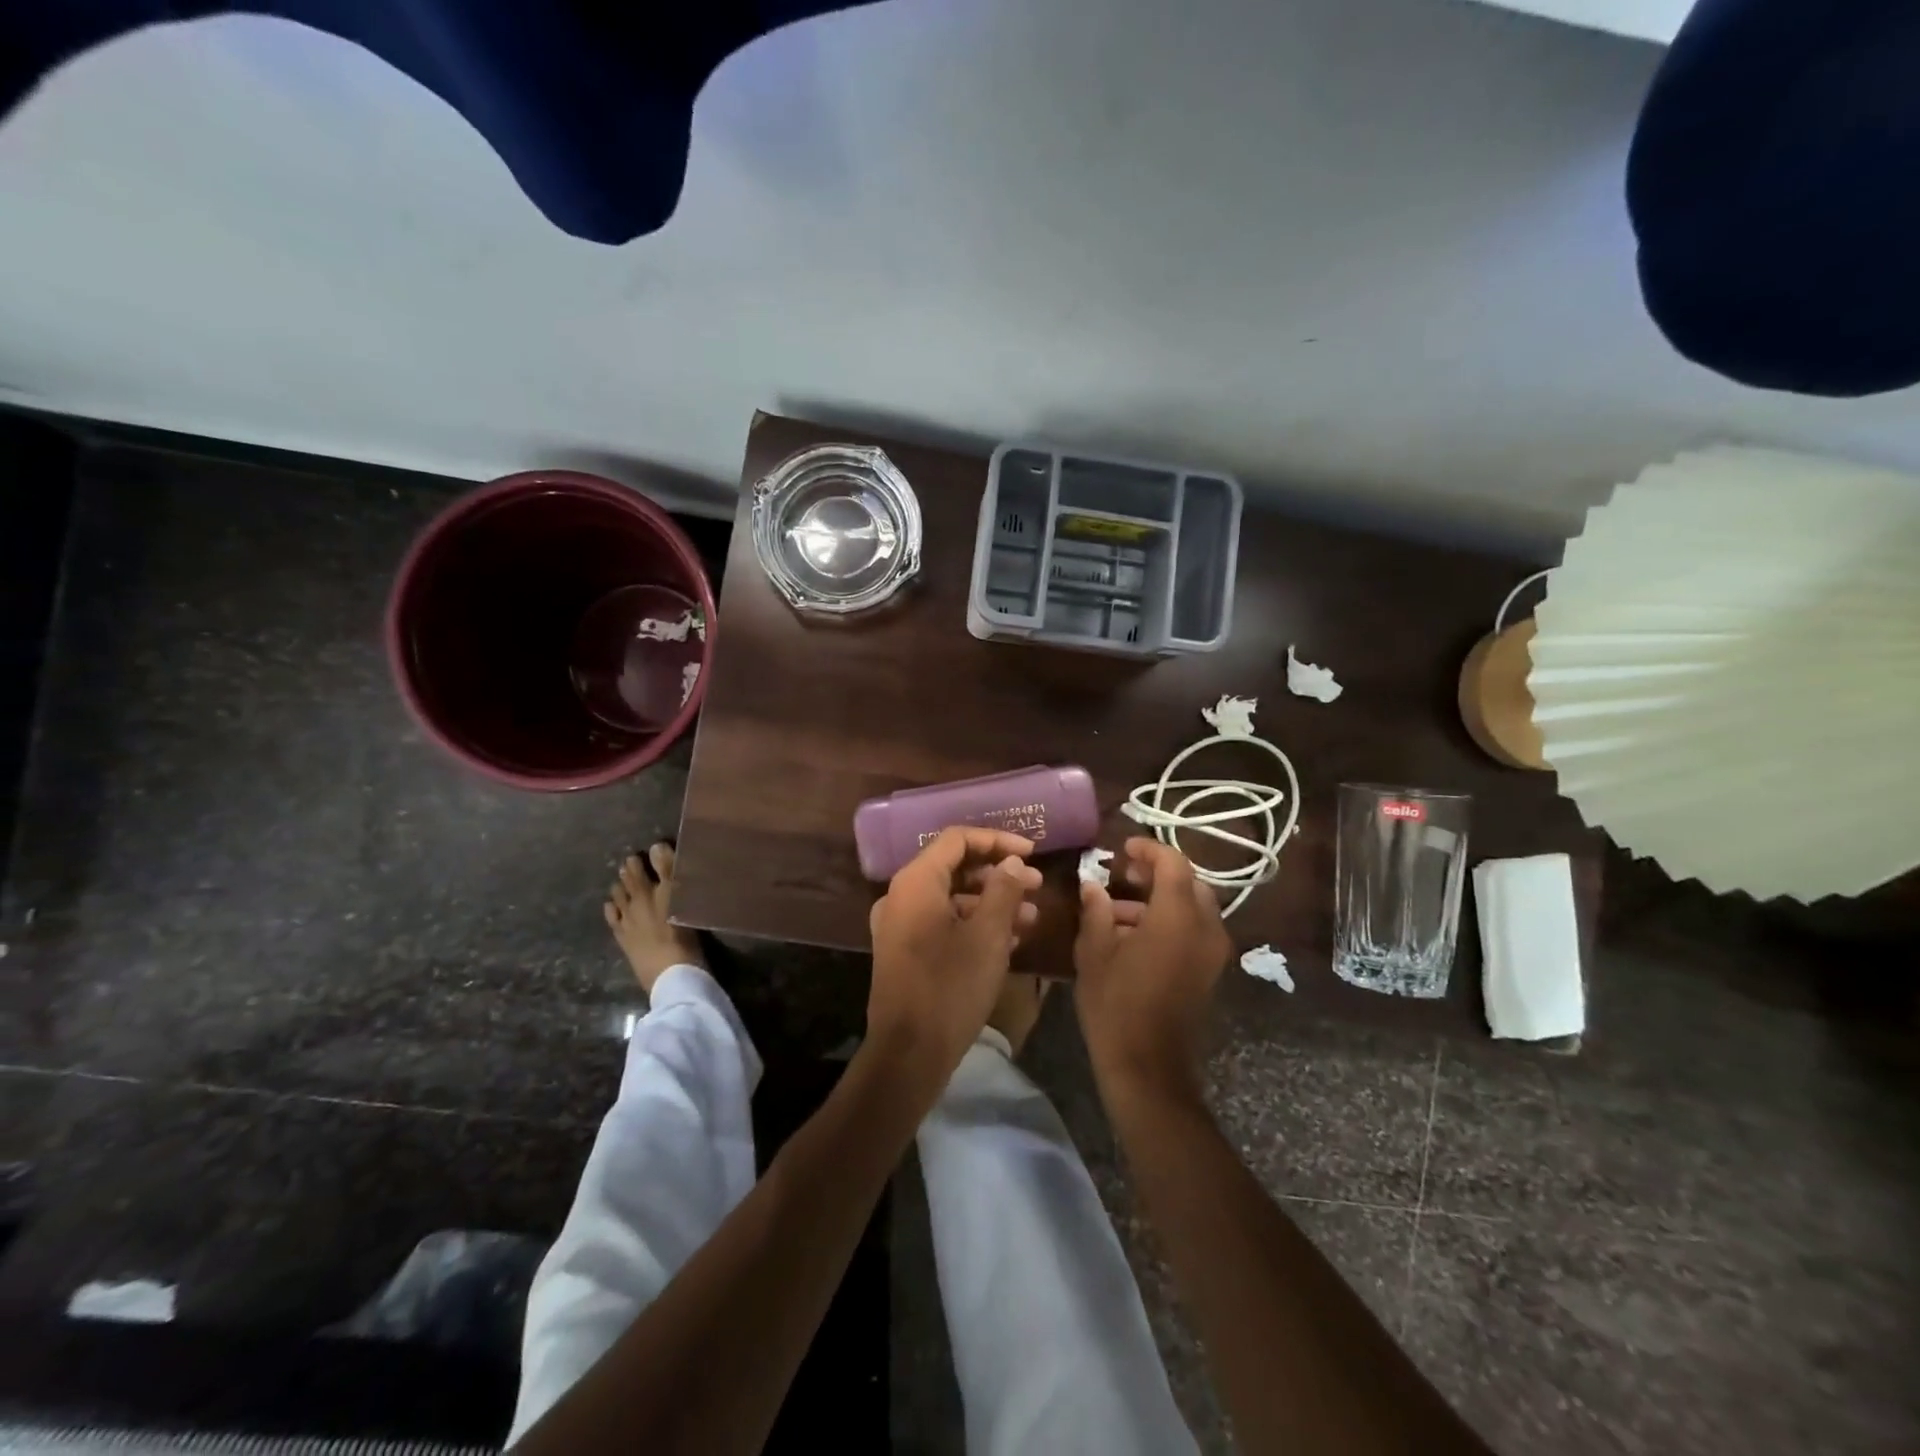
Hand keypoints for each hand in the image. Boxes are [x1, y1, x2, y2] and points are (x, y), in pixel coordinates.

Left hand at [866, 827, 1043, 1094]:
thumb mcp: (988, 936)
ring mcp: (900, 924)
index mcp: (916, 882)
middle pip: (954, 867)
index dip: (998, 840)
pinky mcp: (905, 950)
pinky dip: (974, 922)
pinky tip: (1010, 938)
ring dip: (991, 901)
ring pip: (951, 897)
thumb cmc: (951, 987)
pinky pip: (943, 921)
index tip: (1032, 852)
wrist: (909, 1054)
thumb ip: (1003, 890)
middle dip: (998, 874)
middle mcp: (902, 895)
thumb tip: (1012, 862)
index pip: (957, 840)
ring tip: (1031, 916)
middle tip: (1036, 885)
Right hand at [1074, 837, 1232, 1098]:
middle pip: (1189, 882)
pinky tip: (1133, 934)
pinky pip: (1195, 929)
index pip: (1173, 863)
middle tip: (1123, 874)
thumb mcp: (1094, 953)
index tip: (1121, 848)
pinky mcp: (1210, 971)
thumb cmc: (1116, 1006)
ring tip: (1117, 907)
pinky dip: (1169, 920)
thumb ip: (1096, 910)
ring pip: (1193, 906)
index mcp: (1177, 917)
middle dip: (1157, 873)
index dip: (1148, 849)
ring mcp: (1213, 952)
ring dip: (1161, 898)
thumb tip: (1093, 884)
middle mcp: (1205, 928)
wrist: (1149, 1068)